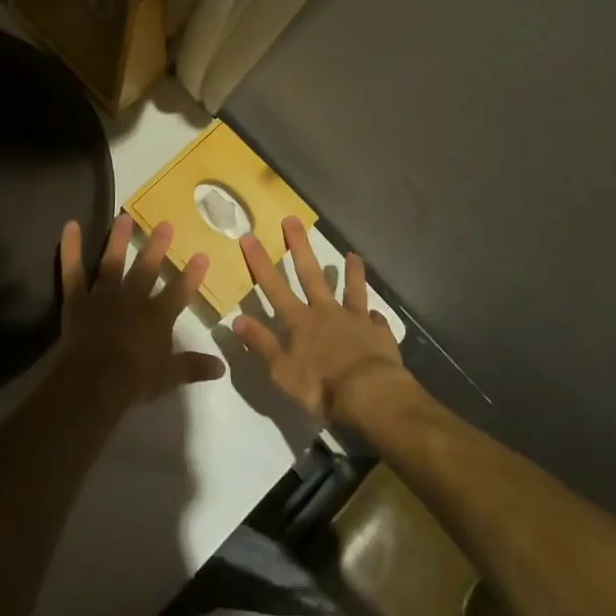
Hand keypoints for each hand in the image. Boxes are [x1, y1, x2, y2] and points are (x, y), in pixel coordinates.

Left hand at [55, 215, 225, 408]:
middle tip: (165, 223)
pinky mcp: (78, 298)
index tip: (202, 254)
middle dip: (157, 246)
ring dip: (118, 239)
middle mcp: (133, 299)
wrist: (96, 381)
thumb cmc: (135, 381)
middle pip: (147, 268)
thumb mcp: (169, 377)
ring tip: (123, 216)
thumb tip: (222, 368)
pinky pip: (73, 270)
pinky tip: (70, 225)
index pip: (179, 292)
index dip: (191, 274)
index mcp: (157, 317)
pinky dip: (70, 248)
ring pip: (113, 261)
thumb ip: (193, 366)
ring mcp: (104, 295)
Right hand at [233, 217, 411, 426]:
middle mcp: (326, 312)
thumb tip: (236, 320)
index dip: (260, 262)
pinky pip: (377, 321)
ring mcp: (355, 320)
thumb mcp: (281, 371)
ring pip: (351, 290)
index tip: (249, 235)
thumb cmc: (320, 386)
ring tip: (353, 255)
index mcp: (300, 321)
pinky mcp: (379, 334)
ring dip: (351, 272)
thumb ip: (261, 344)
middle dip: (299, 247)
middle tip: (293, 220)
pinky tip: (377, 313)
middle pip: (311, 274)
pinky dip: (375, 316)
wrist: (370, 395)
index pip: (274, 286)